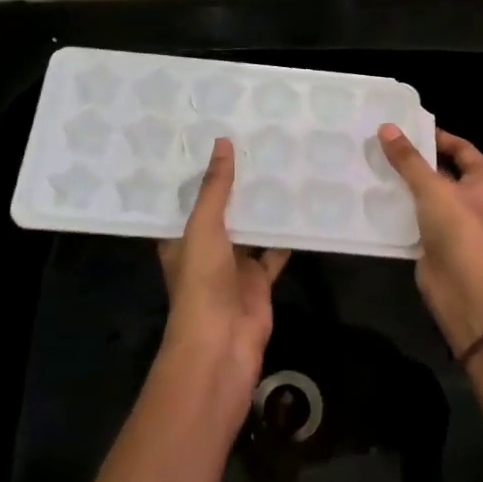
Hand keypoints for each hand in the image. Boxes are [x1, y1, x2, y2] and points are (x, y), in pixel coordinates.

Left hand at [157, 138, 287, 413]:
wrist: (222, 343)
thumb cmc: (201, 283)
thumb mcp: (203, 228)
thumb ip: (215, 188)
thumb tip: (222, 142)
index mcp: (181, 238)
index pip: (188, 198)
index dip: (200, 172)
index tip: (215, 137)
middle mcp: (205, 249)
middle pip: (222, 211)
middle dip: (236, 185)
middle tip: (257, 143)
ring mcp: (233, 266)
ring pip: (250, 229)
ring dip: (262, 207)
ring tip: (281, 166)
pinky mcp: (259, 280)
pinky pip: (274, 252)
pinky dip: (286, 235)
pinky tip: (301, 208)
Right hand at [376, 126, 482, 356]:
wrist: (465, 288)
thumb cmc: (459, 228)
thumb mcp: (432, 187)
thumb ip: (408, 159)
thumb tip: (386, 128)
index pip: (462, 148)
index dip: (436, 137)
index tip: (405, 129)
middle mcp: (474, 199)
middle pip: (442, 172)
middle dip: (414, 161)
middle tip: (381, 146)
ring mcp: (455, 223)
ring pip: (426, 197)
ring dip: (404, 186)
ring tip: (372, 167)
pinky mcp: (437, 243)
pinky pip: (416, 220)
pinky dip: (399, 211)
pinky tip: (374, 199)